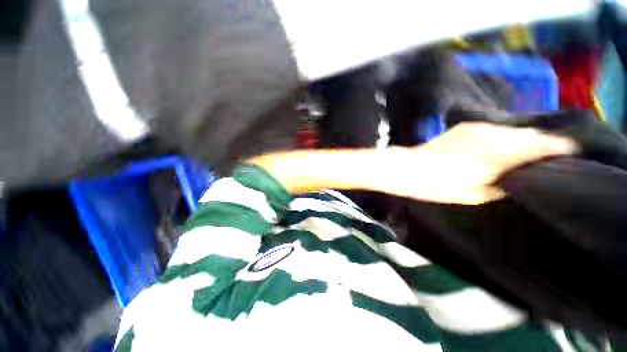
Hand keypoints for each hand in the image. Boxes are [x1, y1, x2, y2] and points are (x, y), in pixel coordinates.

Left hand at [395, 122, 578, 203]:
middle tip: (551, 155)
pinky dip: (505, 136)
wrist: (408, 168)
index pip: (543, 145)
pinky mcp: (464, 126)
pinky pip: (495, 129)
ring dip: (523, 139)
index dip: (561, 148)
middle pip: (530, 134)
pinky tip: (502, 146)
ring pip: (513, 130)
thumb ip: (504, 184)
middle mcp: (492, 134)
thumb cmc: (438, 186)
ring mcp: (477, 127)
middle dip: (544, 143)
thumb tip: (520, 177)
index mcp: (498, 154)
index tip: (572, 154)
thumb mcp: (476, 194)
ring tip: (528, 152)